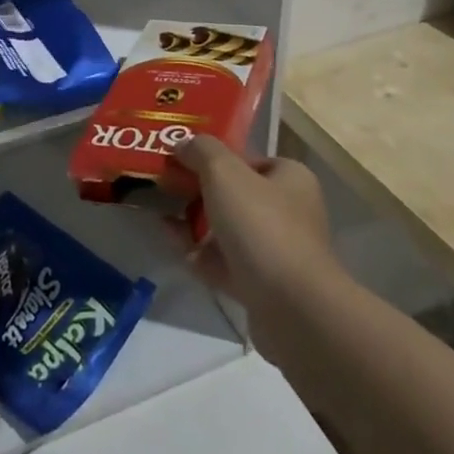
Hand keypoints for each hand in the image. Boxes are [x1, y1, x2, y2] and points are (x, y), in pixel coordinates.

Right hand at [164, 136, 338, 353]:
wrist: (292, 310)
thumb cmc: (261, 225)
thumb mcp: (224, 172)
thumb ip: (201, 150)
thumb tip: (182, 144)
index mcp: (290, 178)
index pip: (248, 158)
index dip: (213, 156)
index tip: (180, 159)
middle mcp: (289, 211)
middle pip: (235, 193)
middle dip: (199, 190)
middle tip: (165, 186)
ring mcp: (276, 252)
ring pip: (228, 230)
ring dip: (195, 223)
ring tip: (161, 215)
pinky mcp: (263, 287)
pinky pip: (225, 263)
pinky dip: (201, 255)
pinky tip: (176, 248)